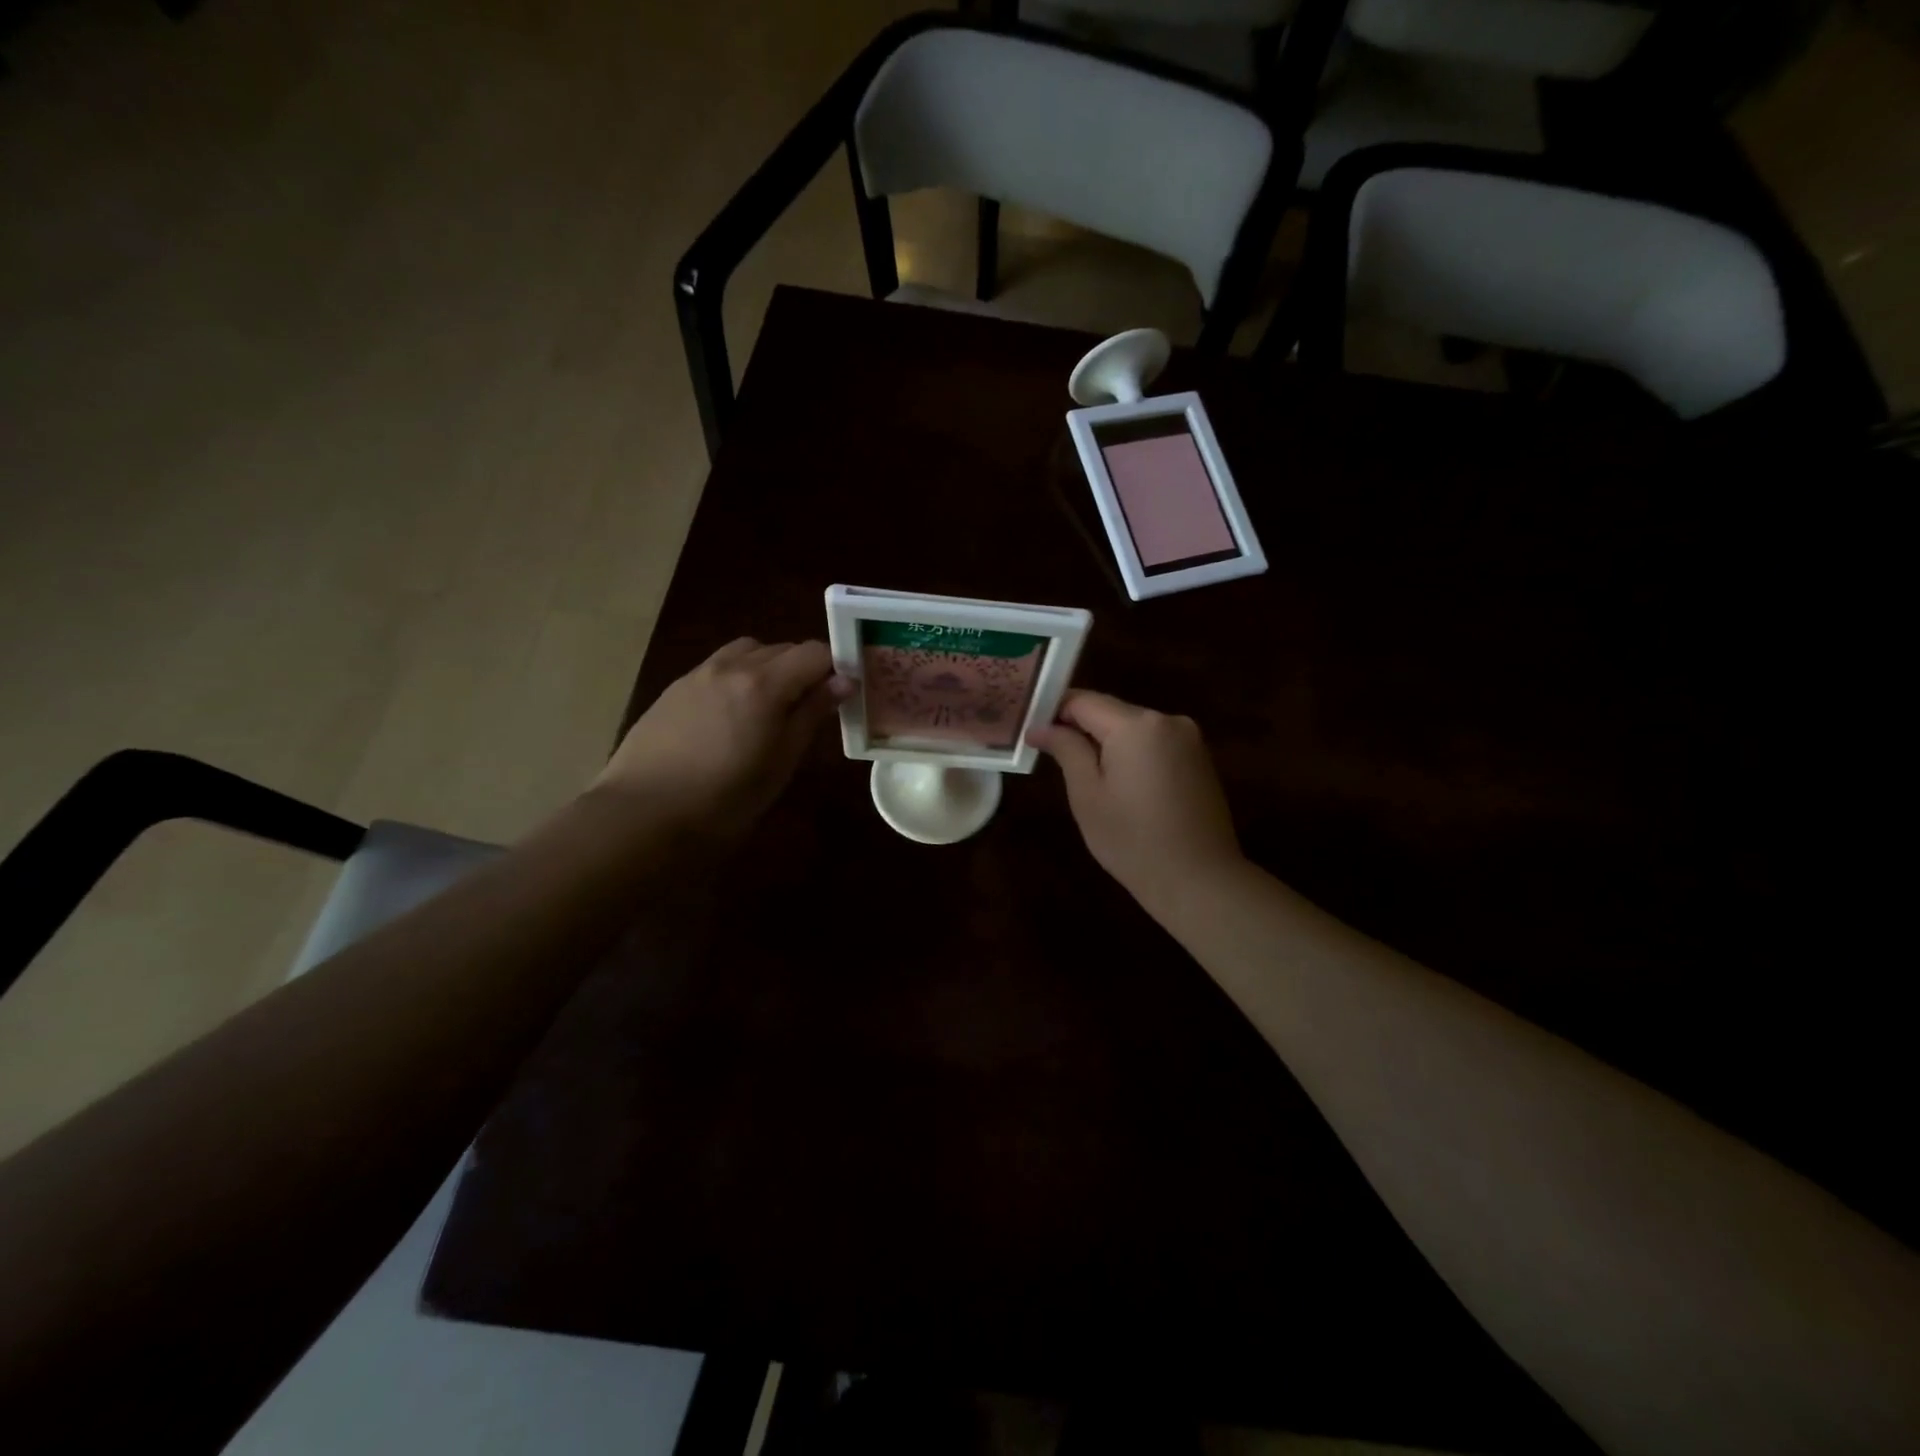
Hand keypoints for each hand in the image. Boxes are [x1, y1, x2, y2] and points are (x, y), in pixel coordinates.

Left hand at [593, 638, 850, 837]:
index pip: (813, 652)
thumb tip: (841, 682)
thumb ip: (811, 715)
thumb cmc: (725, 800)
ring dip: (768, 668)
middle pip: (781, 648)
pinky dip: (737, 678)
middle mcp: (731, 666)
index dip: (834, 668)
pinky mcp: (674, 689)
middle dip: (803, 669)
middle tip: (808, 708)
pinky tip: (731, 717)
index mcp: (763, 683)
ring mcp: (698, 674)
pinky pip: (718, 668)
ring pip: (747, 652)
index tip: (841, 695)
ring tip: (769, 708)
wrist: (642, 816)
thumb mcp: (781, 762)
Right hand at [1028, 690, 1244, 920]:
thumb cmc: (1132, 840)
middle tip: (1054, 759)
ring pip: (1133, 729)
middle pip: (1111, 712)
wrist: (1200, 881)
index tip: (1033, 733)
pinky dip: (1133, 755)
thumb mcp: (1087, 795)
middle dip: (1081, 729)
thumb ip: (1066, 749)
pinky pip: (1155, 744)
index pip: (1083, 700)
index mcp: (1136, 725)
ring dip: (1108, 743)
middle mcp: (1167, 719)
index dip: (1053, 712)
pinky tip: (1124, 787)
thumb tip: (1040, 726)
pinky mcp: (1200, 759)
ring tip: (1087, 779)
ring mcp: (1189, 738)